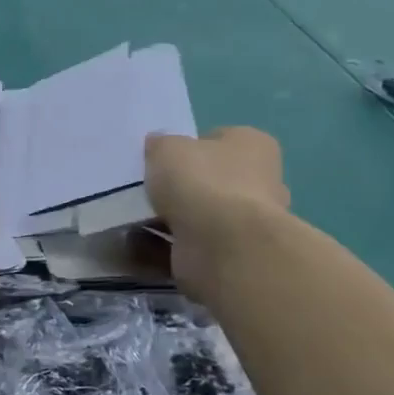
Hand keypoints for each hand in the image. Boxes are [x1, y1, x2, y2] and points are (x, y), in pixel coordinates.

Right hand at [146, 127, 290, 298]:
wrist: (223, 245)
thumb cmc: (201, 182)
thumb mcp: (167, 148)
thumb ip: (160, 144)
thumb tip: (158, 146)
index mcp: (253, 146)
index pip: (218, 139)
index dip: (187, 147)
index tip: (160, 160)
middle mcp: (260, 181)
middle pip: (210, 180)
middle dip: (180, 188)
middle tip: (145, 191)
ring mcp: (247, 222)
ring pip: (198, 216)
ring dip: (169, 219)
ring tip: (133, 220)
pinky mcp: (231, 255)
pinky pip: (189, 246)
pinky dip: (163, 246)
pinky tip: (138, 245)